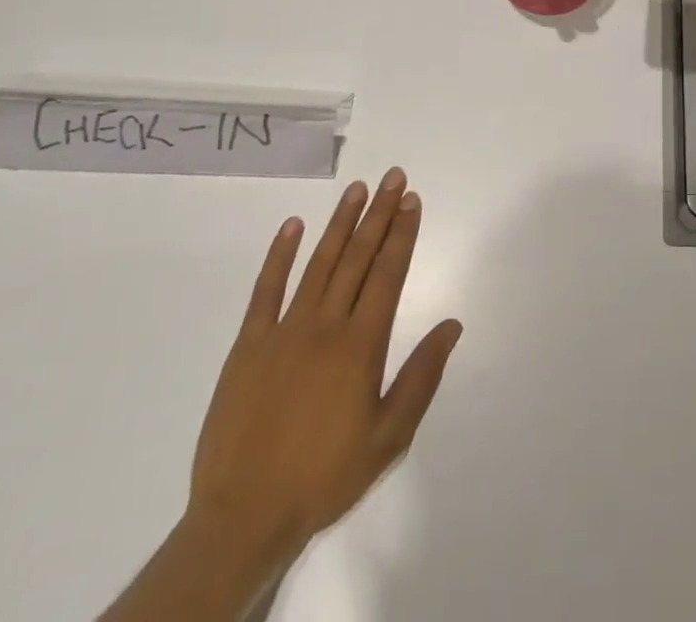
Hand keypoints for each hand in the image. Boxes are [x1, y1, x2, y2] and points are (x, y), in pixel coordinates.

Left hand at [186, 168, 461, 567]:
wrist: (243, 519)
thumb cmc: (324, 476)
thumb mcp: (388, 437)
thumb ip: (421, 376)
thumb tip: (452, 324)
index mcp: (361, 345)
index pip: (388, 274)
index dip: (402, 233)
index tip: (412, 200)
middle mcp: (325, 326)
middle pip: (358, 258)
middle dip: (379, 214)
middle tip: (393, 177)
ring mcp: (283, 332)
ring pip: (319, 264)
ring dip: (340, 223)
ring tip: (357, 189)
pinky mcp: (247, 346)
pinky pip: (265, 291)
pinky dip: (279, 256)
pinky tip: (292, 226)